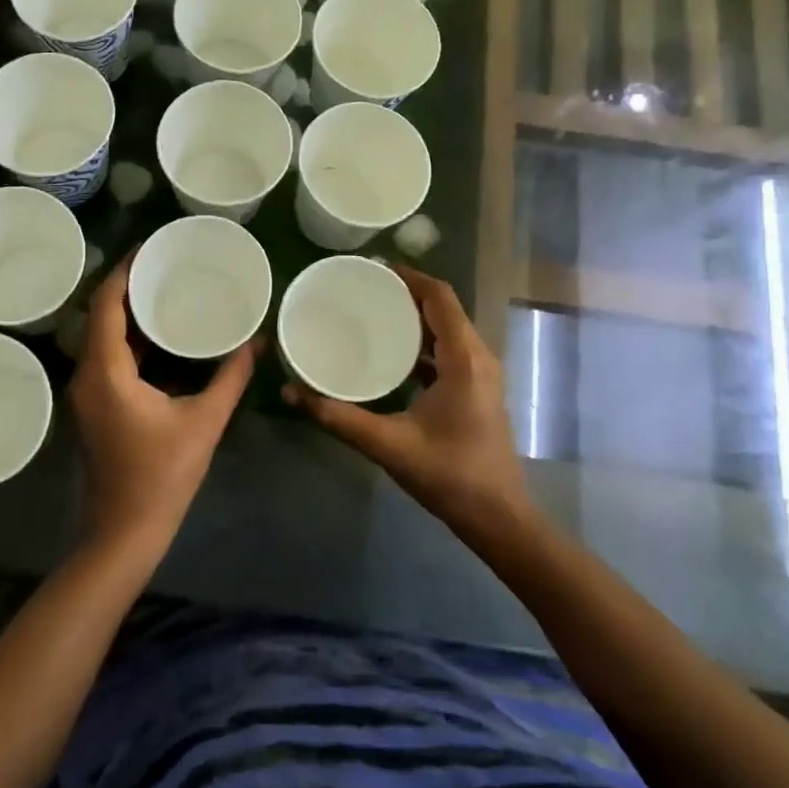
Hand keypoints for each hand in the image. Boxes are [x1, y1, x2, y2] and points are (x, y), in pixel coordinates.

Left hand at [68, 252, 256, 550]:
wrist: (124, 533)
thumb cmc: (162, 477)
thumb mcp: (204, 422)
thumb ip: (231, 377)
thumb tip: (257, 342)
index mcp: (106, 371)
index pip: (107, 304)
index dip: (125, 270)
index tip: (150, 245)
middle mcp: (87, 375)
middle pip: (100, 315)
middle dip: (128, 285)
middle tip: (164, 263)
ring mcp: (86, 393)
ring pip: (102, 337)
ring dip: (127, 313)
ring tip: (163, 289)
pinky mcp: (94, 407)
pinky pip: (107, 358)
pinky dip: (129, 340)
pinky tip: (158, 336)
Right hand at [285, 266, 528, 532]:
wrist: (498, 518)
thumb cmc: (449, 475)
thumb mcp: (387, 444)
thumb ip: (337, 417)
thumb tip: (290, 392)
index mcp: (464, 359)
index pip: (440, 297)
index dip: (409, 276)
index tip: (372, 269)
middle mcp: (478, 358)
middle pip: (443, 308)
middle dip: (406, 293)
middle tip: (363, 289)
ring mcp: (481, 375)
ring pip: (447, 329)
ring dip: (415, 317)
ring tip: (373, 313)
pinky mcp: (476, 391)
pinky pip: (449, 350)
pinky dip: (422, 342)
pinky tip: (392, 354)